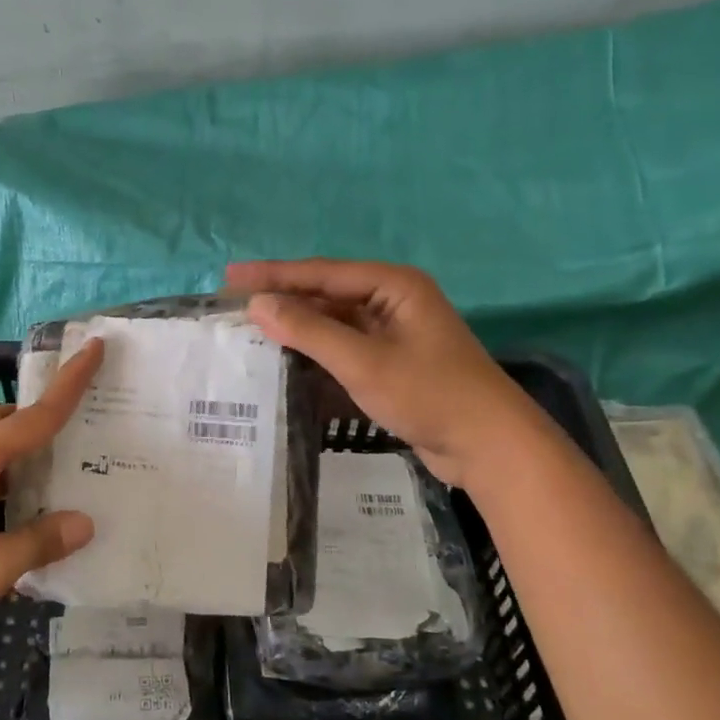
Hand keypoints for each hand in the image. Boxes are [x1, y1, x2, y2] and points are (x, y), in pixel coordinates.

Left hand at [0, 341, 103, 651]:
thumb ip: (39, 542)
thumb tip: (85, 522)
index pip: (34, 415)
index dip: (69, 383)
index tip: (95, 347)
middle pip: (4, 421)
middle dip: (39, 414)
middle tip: (77, 426)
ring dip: (22, 453)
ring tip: (59, 473)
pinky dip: (7, 483)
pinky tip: (23, 514)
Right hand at [227, 259, 531, 487]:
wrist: (489, 446)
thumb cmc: (429, 394)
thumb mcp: (363, 361)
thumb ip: (309, 331)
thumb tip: (258, 304)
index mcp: (393, 286)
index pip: (321, 273)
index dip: (273, 275)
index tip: (230, 279)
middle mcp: (392, 301)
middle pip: (326, 295)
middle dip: (282, 300)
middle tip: (234, 304)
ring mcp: (393, 333)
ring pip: (333, 323)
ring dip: (297, 327)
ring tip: (251, 330)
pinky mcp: (392, 363)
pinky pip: (344, 348)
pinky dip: (316, 352)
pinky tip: (287, 359)